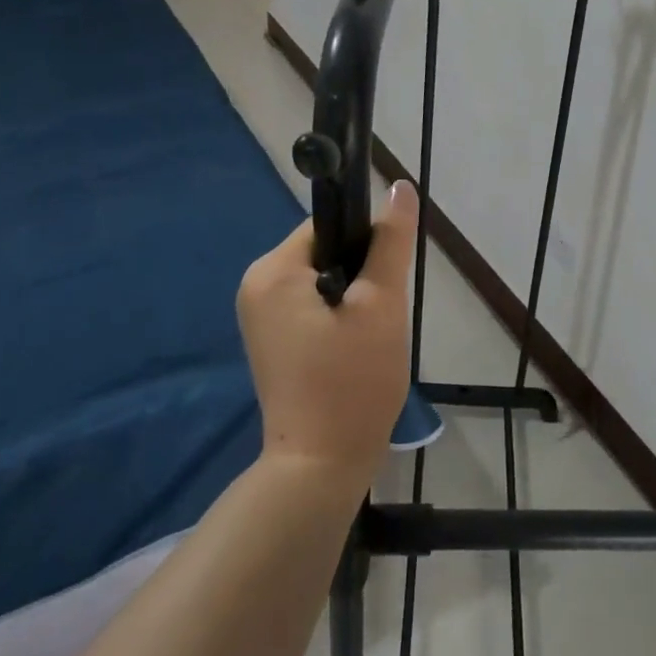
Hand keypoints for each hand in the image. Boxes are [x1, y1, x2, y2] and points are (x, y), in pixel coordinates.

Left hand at [236, 181, 417, 485]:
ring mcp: (259, 315)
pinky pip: (312, 304)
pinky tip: (354, 349)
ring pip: (323, 278)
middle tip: (381, 316)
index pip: (329, 225)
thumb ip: (391, 241)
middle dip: (361, 273)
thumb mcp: (382, 304)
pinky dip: (339, 315)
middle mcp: (256, 285)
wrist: (319, 469)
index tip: (387, 279)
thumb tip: (400, 185)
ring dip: (353, 297)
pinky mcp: (271, 339)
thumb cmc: (352, 382)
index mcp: (272, 270)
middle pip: (325, 250)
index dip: (367, 242)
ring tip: (370, 336)